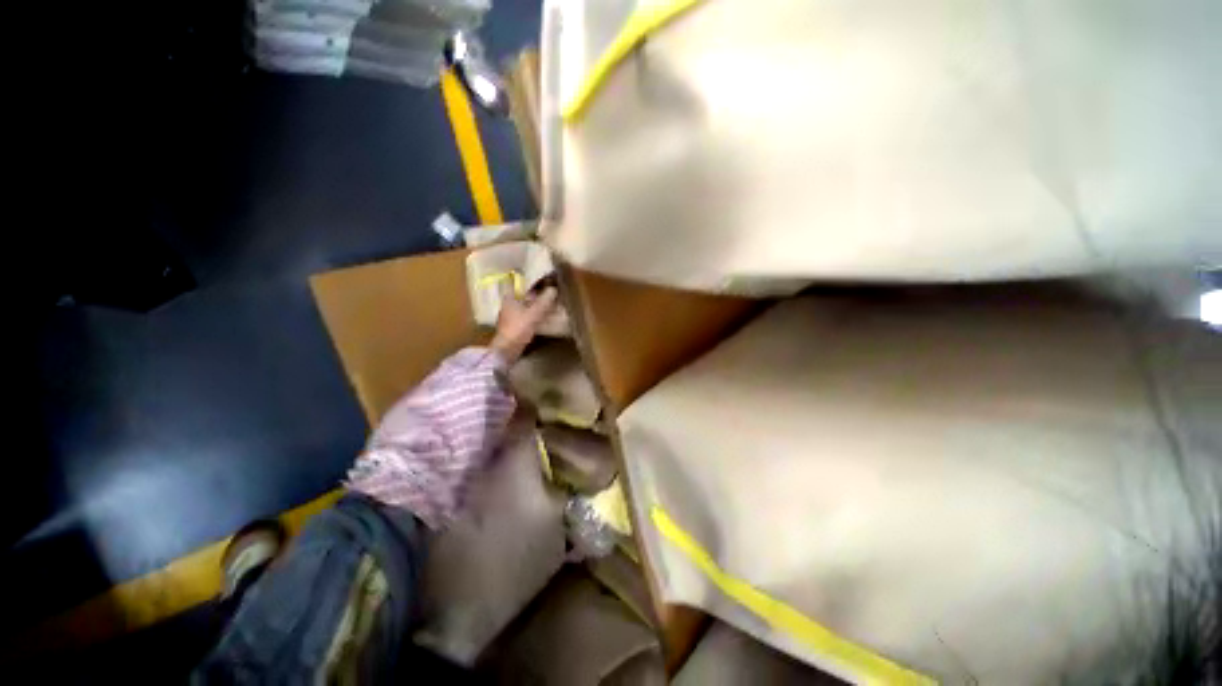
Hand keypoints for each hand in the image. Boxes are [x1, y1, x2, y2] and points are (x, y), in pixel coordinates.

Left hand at [490, 286, 558, 363]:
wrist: (507, 350)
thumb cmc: (518, 329)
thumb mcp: (534, 314)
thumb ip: (544, 301)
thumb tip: (554, 289)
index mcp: (509, 298)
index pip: (520, 284)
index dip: (531, 281)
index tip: (543, 279)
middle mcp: (509, 305)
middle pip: (524, 295)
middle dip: (536, 293)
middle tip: (550, 290)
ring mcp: (511, 316)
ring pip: (526, 306)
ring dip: (537, 305)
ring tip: (550, 302)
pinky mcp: (515, 326)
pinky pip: (527, 316)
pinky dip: (535, 314)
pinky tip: (544, 316)